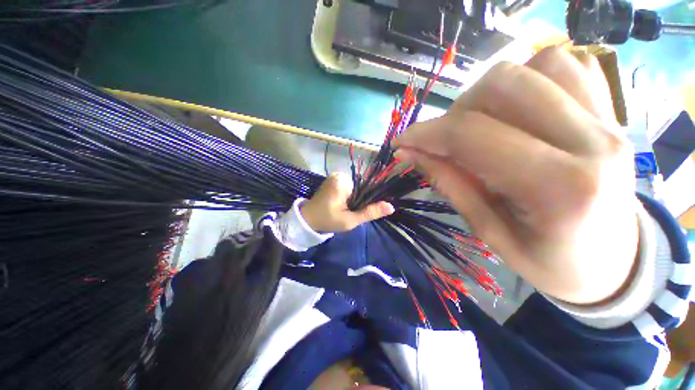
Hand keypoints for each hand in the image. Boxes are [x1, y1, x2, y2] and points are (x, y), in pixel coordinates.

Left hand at [301, 172, 394, 232]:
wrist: (308, 219)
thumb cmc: (328, 220)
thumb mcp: (350, 220)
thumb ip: (370, 212)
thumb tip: (391, 207)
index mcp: (343, 182)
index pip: (365, 189)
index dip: (366, 201)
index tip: (358, 211)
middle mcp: (340, 174)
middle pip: (360, 188)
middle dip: (358, 200)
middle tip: (349, 212)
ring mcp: (335, 176)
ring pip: (354, 188)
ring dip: (353, 199)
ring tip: (344, 209)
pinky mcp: (333, 179)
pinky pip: (347, 187)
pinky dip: (348, 195)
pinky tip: (341, 204)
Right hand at [394, 47, 638, 304]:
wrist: (615, 262)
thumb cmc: (550, 262)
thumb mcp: (489, 232)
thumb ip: (449, 184)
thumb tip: (409, 153)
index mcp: (560, 188)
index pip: (473, 135)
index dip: (426, 134)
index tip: (402, 142)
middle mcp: (592, 141)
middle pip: (504, 85)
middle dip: (458, 110)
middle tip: (449, 141)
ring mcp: (608, 119)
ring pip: (536, 65)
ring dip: (492, 92)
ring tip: (484, 125)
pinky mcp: (612, 110)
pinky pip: (567, 65)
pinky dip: (530, 78)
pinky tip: (519, 109)